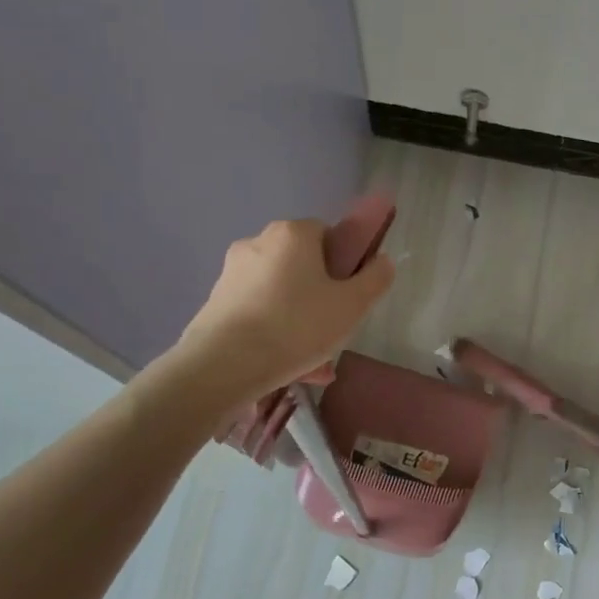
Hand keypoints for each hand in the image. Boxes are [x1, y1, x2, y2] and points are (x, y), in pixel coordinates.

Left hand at [177, 219, 394, 401]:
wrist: (223, 365)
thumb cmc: (297, 326)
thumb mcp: (352, 305)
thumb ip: (375, 279)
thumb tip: (382, 261)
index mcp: (293, 233)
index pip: (328, 234)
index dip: (344, 263)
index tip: (349, 294)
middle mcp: (258, 242)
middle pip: (302, 264)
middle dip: (320, 294)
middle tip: (334, 329)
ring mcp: (232, 272)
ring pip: (281, 292)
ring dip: (299, 318)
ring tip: (312, 360)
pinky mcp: (215, 302)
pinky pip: (258, 311)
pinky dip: (274, 331)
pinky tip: (287, 365)